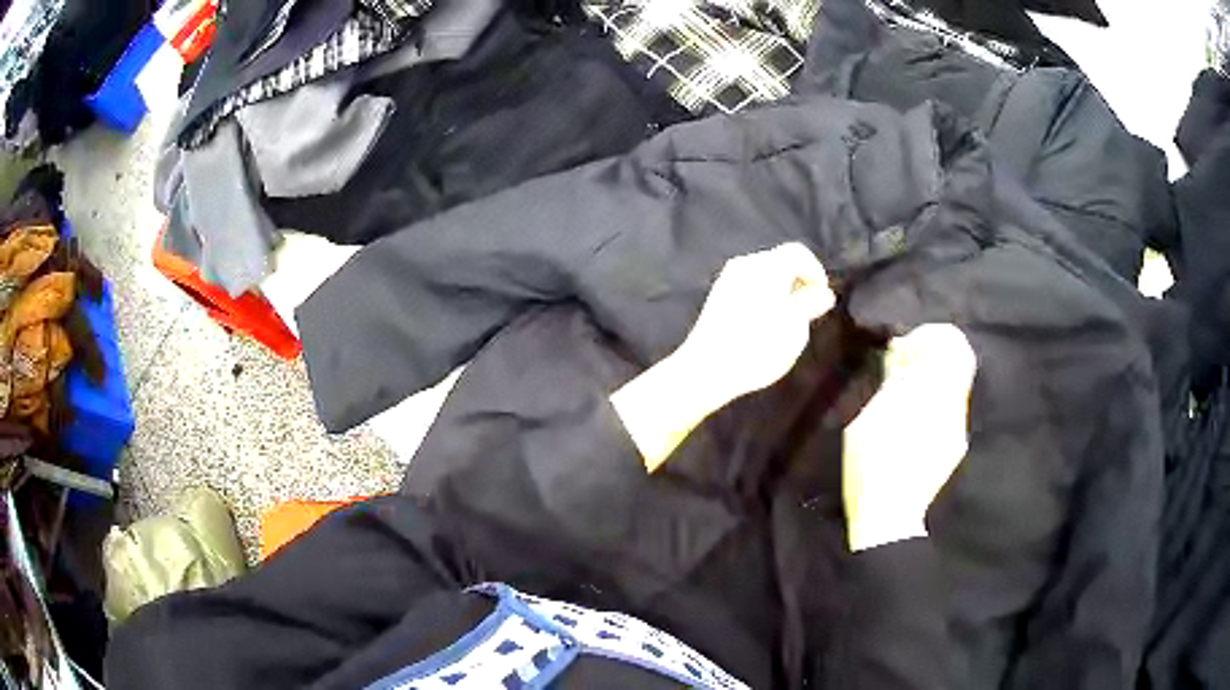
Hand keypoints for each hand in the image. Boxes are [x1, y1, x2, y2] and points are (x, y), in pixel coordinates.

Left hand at [673, 242, 834, 406]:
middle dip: (798, 281)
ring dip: (781, 289)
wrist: (707, 369)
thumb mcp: (795, 328)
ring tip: (788, 320)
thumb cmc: (758, 348)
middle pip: (780, 261)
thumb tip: (823, 292)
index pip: (799, 253)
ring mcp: (728, 278)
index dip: (816, 273)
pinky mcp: (717, 295)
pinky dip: (763, 296)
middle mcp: (746, 264)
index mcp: (767, 266)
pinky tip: (765, 323)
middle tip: (808, 310)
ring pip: (764, 274)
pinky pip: (749, 285)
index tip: (822, 299)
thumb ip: (810, 304)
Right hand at [843, 324, 976, 551]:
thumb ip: (891, 379)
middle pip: (957, 362)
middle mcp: (955, 405)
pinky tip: (912, 418)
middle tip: (905, 365)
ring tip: (903, 392)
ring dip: (932, 379)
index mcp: (935, 392)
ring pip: (954, 385)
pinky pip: (950, 408)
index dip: (931, 336)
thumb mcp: (869, 416)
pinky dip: (934, 400)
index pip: (952, 344)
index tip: (908, 345)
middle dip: (932, 355)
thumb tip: (900, 350)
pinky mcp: (954, 445)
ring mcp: (958, 427)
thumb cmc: (872, 463)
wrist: (890, 516)